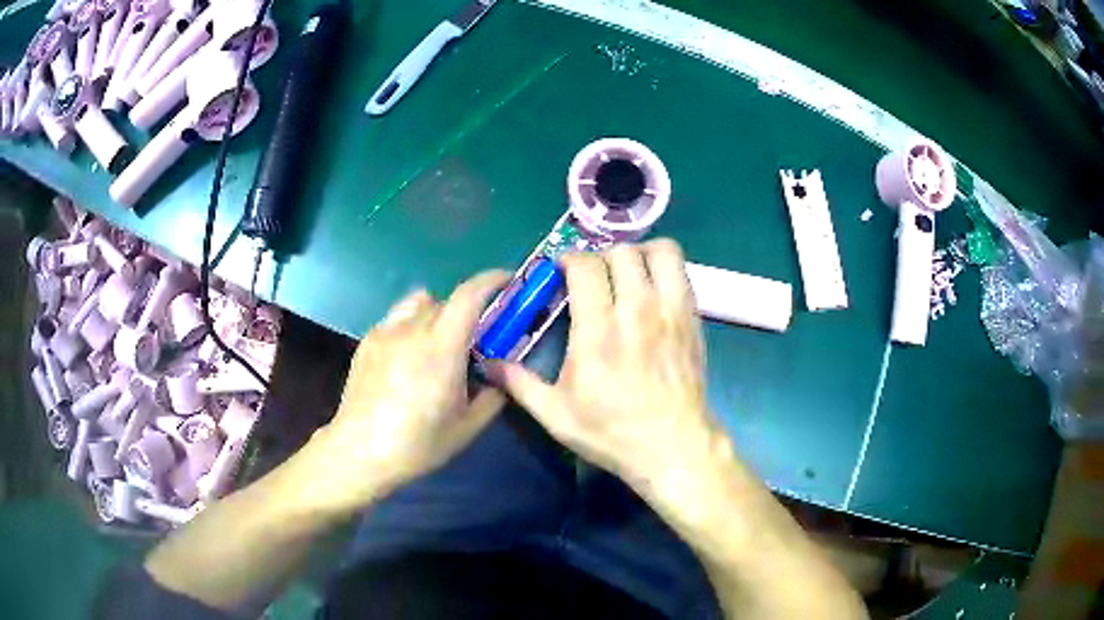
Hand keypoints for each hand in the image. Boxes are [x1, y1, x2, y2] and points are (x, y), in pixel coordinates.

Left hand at [299, 270, 508, 516]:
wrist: (359, 451)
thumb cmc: (416, 444)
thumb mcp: (465, 429)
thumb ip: (491, 398)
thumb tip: (501, 379)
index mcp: (441, 350)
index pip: (469, 296)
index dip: (491, 281)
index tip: (507, 281)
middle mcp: (412, 331)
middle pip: (446, 300)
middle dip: (467, 310)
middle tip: (474, 337)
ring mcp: (385, 333)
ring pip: (419, 303)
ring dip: (437, 313)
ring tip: (437, 343)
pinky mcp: (368, 341)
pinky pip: (397, 319)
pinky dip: (411, 326)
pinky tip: (408, 358)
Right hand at [492, 240, 724, 496]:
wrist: (674, 446)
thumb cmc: (613, 432)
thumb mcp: (556, 415)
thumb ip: (519, 383)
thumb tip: (486, 362)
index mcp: (598, 331)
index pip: (585, 267)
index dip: (568, 260)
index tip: (561, 272)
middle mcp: (636, 310)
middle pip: (620, 253)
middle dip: (599, 258)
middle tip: (591, 278)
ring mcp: (670, 310)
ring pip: (657, 252)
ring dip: (637, 254)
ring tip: (625, 274)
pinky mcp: (691, 317)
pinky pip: (680, 270)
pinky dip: (662, 267)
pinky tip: (650, 289)